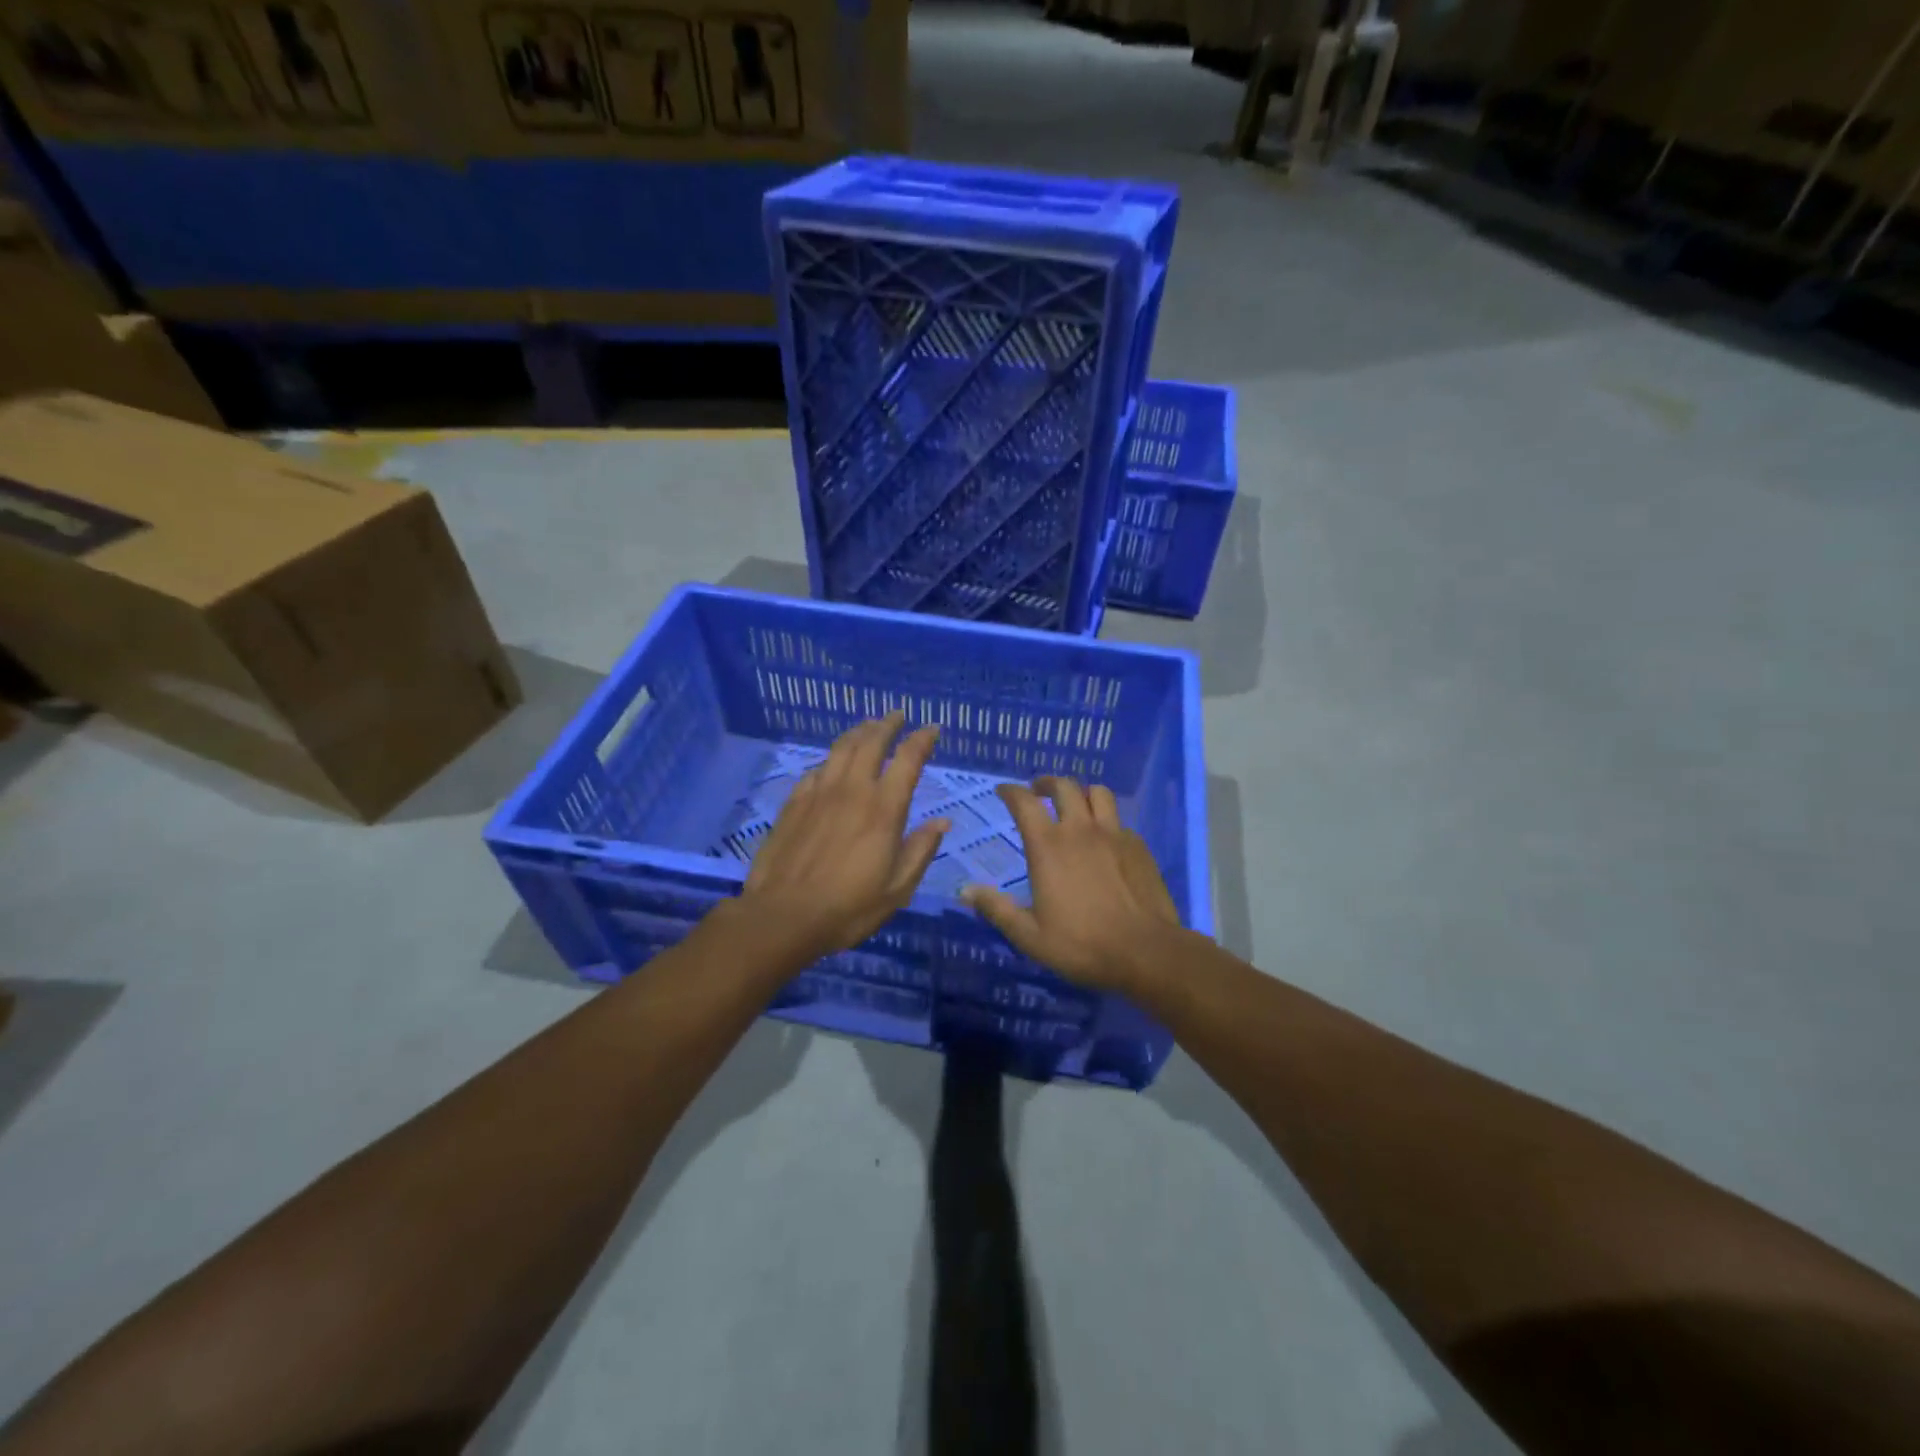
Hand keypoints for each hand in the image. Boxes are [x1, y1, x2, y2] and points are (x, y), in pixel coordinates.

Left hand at [741, 712, 948, 963]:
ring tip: (867, 725)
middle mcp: (852, 790)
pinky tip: (831, 764)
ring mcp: (819, 793)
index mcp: (884, 809)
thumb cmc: (848, 908)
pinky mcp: (794, 803)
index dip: (922, 739)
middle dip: (888, 724)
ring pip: (841, 749)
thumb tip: (942, 823)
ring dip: (858, 732)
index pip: (908, 760)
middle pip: (871, 742)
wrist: (783, 916)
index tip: (932, 729)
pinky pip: (816, 770)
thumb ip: (920, 851)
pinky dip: (830, 760)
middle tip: (897, 715)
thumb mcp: (898, 889)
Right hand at [961, 777, 1184, 992]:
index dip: (1011, 792)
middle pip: (1064, 786)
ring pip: (1098, 793)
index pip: (1024, 803)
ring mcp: (1114, 834)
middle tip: (1038, 791)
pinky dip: (1107, 820)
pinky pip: (1119, 820)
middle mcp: (1080, 830)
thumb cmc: (1081, 944)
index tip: (1003, 791)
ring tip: (1075, 803)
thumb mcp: (1029, 935)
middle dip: (1046, 783)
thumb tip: (965, 891)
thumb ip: (996, 909)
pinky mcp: (1138, 846)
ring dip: (1081, 792)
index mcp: (1048, 846)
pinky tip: (1105, 838)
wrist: (1145, 952)